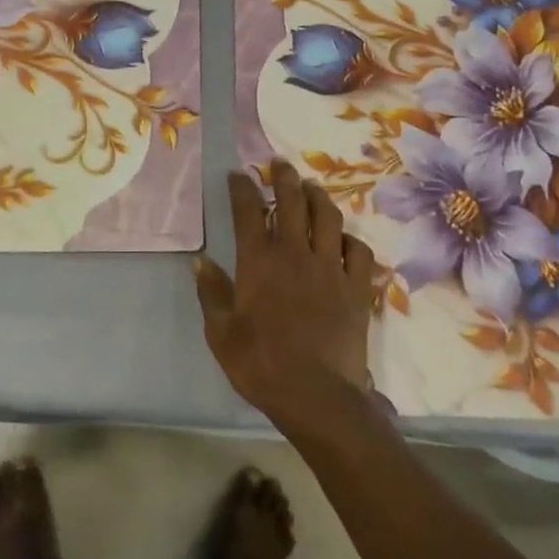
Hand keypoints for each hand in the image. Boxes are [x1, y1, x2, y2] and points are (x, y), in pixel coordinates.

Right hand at [194, 160, 375, 431]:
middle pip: (291, 202)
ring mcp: (330, 268)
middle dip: (283, 177)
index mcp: (258, 261)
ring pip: (328, 218)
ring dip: (318, 197)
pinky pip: (359, 251)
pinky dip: (350, 240)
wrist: (316, 394)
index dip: (242, 188)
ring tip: (312, 187)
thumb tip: (199, 261)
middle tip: (279, 163)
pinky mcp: (357, 287)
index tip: (238, 174)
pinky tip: (344, 240)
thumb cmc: (260, 364)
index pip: (248, 212)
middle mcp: (295, 253)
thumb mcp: (221, 332)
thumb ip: (211, 292)